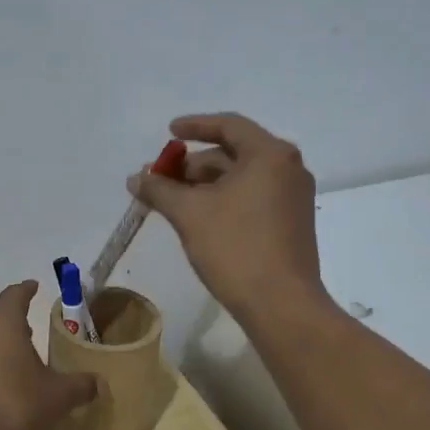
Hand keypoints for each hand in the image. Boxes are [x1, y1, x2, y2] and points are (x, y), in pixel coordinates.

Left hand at [0, 281, 99, 429]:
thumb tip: (97, 382)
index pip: (14, 296)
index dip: (25, 291)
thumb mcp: (58, 399)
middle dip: (11, 332)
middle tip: (29, 343)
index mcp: (2, 327)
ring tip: (6, 379)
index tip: (32, 287)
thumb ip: (80, 386)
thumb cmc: (13, 410)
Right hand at [130, 113, 326, 324]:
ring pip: (243, 179)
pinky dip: (224, 200)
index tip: (169, 132)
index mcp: (270, 155)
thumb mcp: (189, 214)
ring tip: (174, 201)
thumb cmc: (235, 247)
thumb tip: (136, 178)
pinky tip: (199, 218)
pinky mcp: (291, 224)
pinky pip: (253, 198)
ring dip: (206, 185)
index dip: (195, 126)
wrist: (281, 304)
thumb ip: (159, 189)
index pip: (229, 125)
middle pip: (234, 153)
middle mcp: (288, 169)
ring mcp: (293, 198)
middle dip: (194, 164)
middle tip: (162, 178)